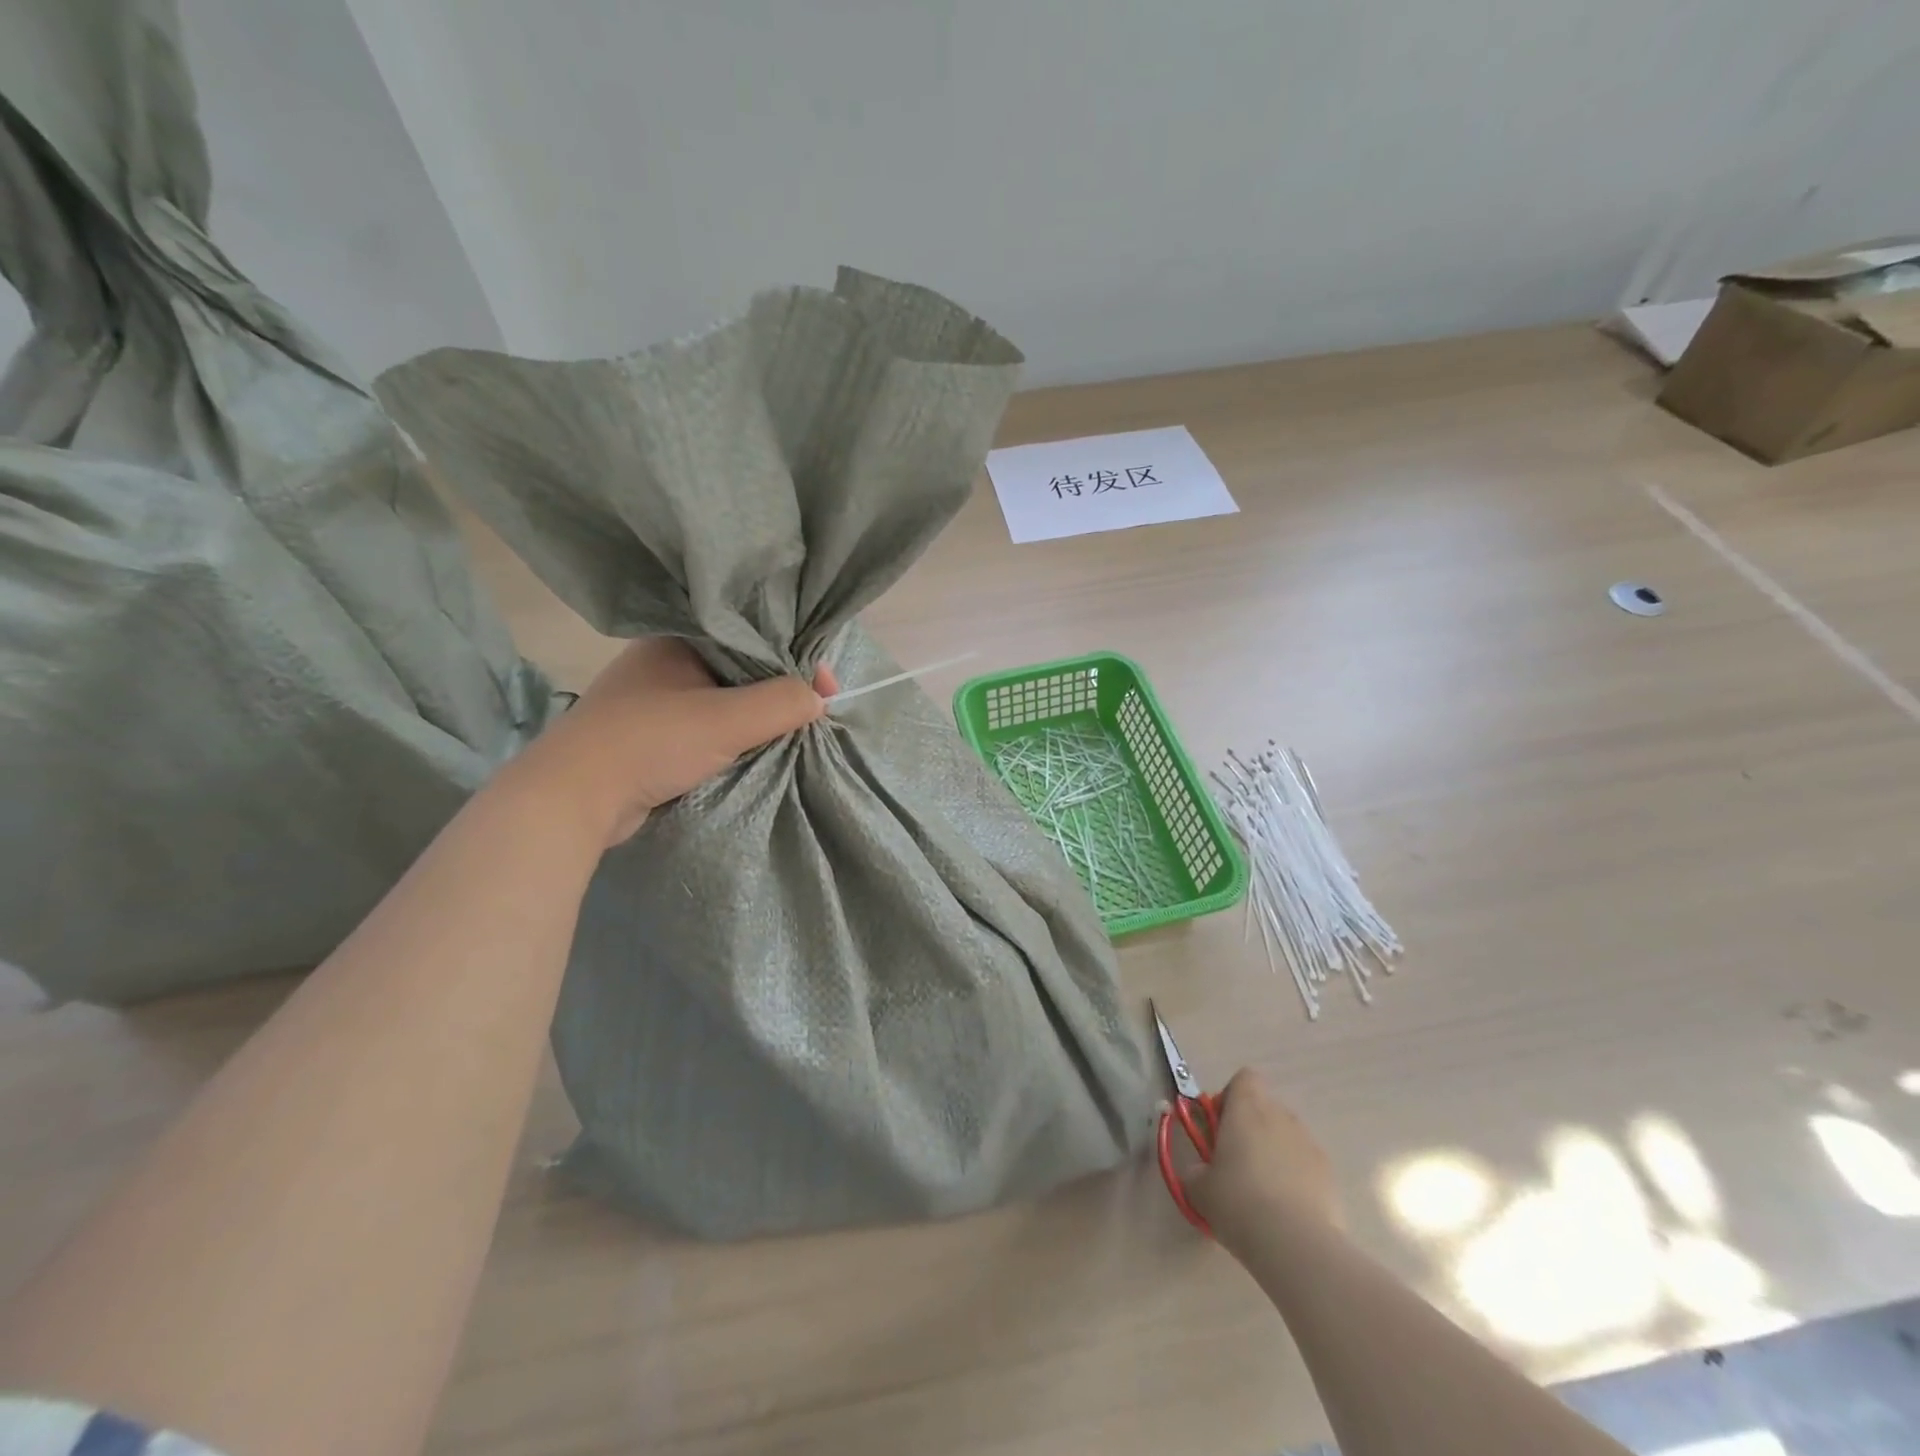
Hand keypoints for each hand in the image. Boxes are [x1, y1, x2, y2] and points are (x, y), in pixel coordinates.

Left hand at [512, 639, 837, 845]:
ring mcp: (652, 699)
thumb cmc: (649, 743)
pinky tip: (753, 747)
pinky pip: (705, 725)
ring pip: (722, 698)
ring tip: (791, 731)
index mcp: (677, 639)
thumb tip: (820, 697)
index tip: (827, 689)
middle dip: (778, 689)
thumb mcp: (726, 720)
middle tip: (814, 711)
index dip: (795, 660)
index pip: (751, 637)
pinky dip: (731, 735)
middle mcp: (663, 661)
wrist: (570, 799)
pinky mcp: (647, 734)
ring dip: (754, 715)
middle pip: (740, 668)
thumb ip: (780, 703)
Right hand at [1186, 1070, 1340, 1247]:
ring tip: (1264, 1194)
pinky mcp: (1330, 1176)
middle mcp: (1281, 1116)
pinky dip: (1296, 1178)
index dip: (1230, 1098)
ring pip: (1287, 1137)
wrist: (1295, 1245)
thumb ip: (1196, 1169)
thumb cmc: (1237, 1202)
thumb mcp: (1198, 1187)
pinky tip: (1287, 1211)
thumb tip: (1201, 1171)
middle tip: (1236, 1164)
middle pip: (1266, 1108)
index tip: (1220, 1128)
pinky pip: (1307, 1165)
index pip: (1244, 1078)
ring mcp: (1310, 1144)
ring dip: (1275, 1153)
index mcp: (1247, 1108)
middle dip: (1251, 1129)